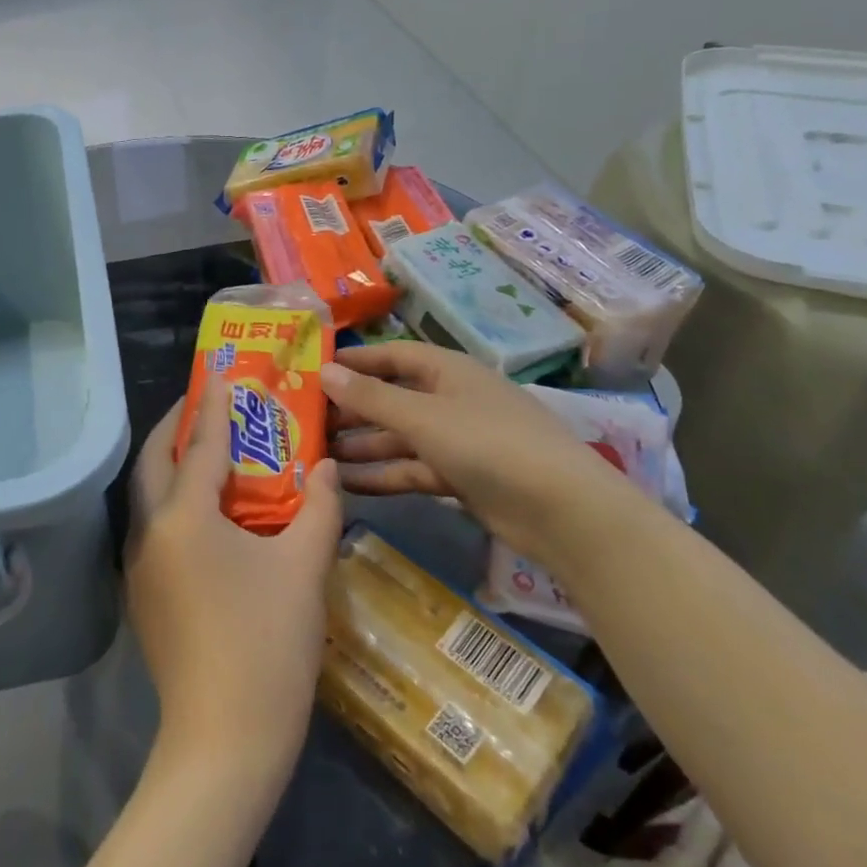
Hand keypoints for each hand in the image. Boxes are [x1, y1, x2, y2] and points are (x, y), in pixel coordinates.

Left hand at [125, 387, 343, 786]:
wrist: (224, 742)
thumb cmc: (268, 645)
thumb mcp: (304, 568)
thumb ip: (320, 507)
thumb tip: (326, 466)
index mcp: (184, 516)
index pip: (199, 443)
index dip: (214, 405)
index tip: (221, 371)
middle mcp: (150, 531)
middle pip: (155, 461)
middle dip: (177, 426)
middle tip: (207, 404)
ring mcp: (140, 566)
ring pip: (149, 494)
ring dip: (172, 464)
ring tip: (209, 450)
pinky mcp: (144, 596)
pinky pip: (155, 527)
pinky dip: (175, 501)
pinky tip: (208, 513)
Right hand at [321, 343, 645, 574]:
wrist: (562, 510)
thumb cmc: (488, 444)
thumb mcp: (422, 417)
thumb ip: (370, 397)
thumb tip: (323, 371)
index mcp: (446, 370)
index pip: (391, 356)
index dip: (354, 361)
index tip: (312, 369)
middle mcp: (450, 399)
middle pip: (391, 398)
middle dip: (351, 410)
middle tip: (305, 421)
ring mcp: (456, 440)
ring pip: (398, 437)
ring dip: (361, 446)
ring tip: (315, 456)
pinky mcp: (461, 477)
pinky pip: (412, 469)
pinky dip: (383, 475)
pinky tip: (347, 485)